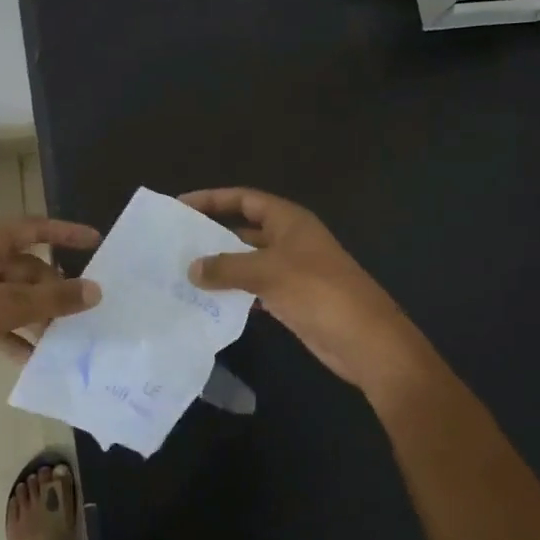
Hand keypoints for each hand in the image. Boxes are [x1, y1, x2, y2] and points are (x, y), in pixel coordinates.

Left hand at [0, 217, 101, 389]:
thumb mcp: (4, 307)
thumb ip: (51, 299)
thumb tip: (96, 290)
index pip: (36, 229)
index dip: (67, 233)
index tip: (96, 241)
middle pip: (28, 268)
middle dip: (54, 289)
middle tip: (83, 310)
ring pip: (14, 296)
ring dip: (37, 314)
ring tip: (65, 335)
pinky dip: (15, 334)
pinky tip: (33, 357)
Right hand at [182, 188, 440, 398]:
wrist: (366, 341)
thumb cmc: (319, 292)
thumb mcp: (268, 273)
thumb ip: (227, 267)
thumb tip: (192, 268)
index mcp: (289, 221)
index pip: (244, 199)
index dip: (212, 199)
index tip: (180, 205)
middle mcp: (289, 240)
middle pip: (243, 229)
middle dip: (211, 235)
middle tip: (172, 243)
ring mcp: (291, 271)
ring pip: (246, 262)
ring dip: (219, 267)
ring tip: (181, 272)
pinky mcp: (291, 300)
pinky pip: (253, 289)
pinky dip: (233, 292)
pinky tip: (206, 301)